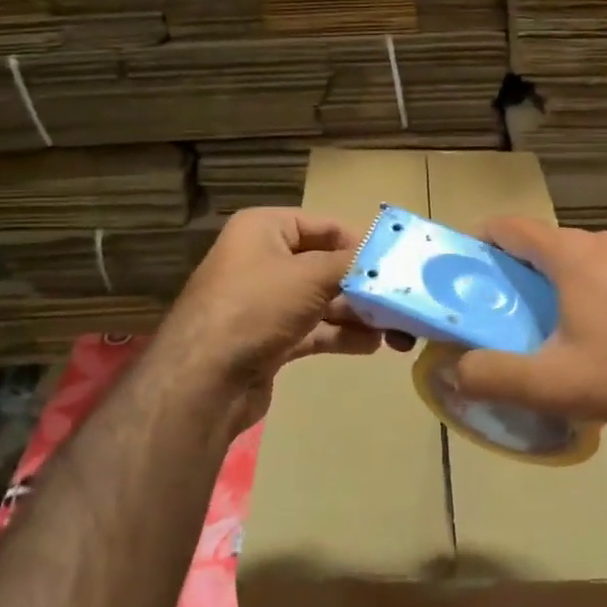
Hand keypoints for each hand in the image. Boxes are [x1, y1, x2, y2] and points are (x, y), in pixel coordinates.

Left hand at [153, 208, 410, 433]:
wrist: (204, 380)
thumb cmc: (257, 308)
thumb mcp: (311, 276)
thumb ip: (353, 263)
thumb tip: (387, 257)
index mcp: (264, 230)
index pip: (324, 225)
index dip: (360, 242)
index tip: (396, 262)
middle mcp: (263, 260)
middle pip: (326, 266)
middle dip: (364, 285)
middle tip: (401, 301)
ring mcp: (265, 303)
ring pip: (323, 301)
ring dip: (359, 314)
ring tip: (396, 330)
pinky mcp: (270, 339)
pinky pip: (314, 329)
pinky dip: (341, 335)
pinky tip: (372, 345)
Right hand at [451, 218, 606, 438]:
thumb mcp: (548, 383)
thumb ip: (490, 375)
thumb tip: (455, 371)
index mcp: (574, 253)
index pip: (511, 227)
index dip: (480, 241)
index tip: (463, 269)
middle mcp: (605, 240)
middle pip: (543, 243)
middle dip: (514, 268)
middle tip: (497, 307)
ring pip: (575, 255)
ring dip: (551, 279)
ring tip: (539, 321)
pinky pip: (604, 267)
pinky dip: (582, 285)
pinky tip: (587, 327)